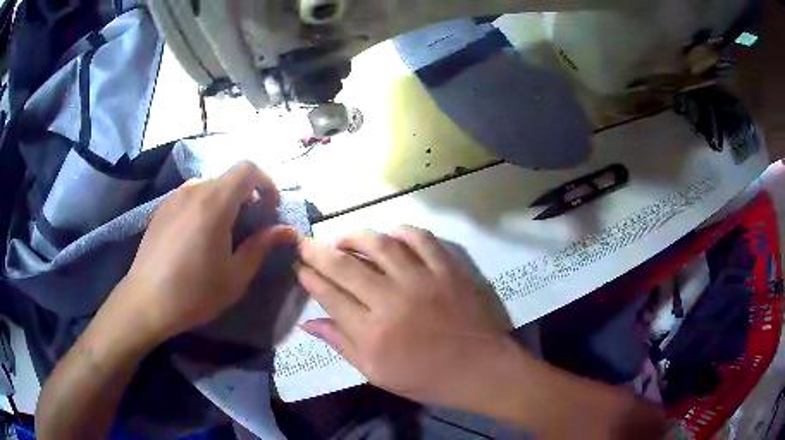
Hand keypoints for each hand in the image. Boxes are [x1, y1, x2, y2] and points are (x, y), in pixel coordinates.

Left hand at [116, 161, 297, 343]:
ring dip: (224, 202)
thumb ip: (261, 246)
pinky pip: (191, 196)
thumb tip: (287, 230)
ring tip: (221, 234)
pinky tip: (197, 238)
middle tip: (248, 228)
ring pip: (209, 187)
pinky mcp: (161, 208)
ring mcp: (174, 197)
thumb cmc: (194, 292)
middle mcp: (193, 190)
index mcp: (214, 203)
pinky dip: (204, 207)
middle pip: (228, 179)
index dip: (266, 184)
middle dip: (246, 197)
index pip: (248, 169)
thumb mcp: (235, 275)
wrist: (146, 302)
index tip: (269, 210)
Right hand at [297, 226, 513, 406]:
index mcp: (372, 333)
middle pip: (345, 267)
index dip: (310, 279)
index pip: (330, 296)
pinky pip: (421, 239)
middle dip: (318, 251)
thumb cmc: (426, 378)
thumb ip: (341, 344)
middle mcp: (392, 301)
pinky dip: (402, 231)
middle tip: (306, 242)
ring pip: (380, 245)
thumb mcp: (376, 373)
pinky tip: (389, 232)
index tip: (299, 267)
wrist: (479, 369)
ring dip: (355, 236)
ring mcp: (423, 281)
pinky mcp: (448, 270)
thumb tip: (308, 323)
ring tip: (341, 236)